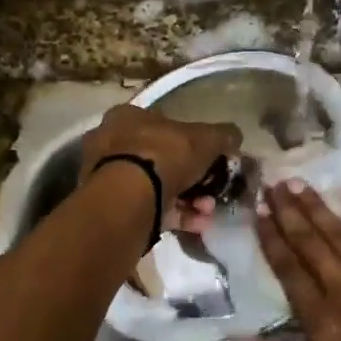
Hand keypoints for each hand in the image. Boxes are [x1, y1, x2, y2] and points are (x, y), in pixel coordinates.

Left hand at [80, 104, 241, 232]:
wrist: (129, 197)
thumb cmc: (164, 154)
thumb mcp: (206, 138)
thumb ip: (222, 135)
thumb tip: (234, 136)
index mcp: (127, 117)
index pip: (162, 124)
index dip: (191, 143)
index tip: (211, 160)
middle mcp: (111, 143)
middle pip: (160, 159)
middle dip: (192, 177)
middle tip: (212, 190)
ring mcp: (107, 177)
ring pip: (156, 187)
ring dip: (188, 199)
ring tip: (207, 210)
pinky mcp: (111, 207)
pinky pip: (150, 208)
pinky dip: (175, 216)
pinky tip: (198, 224)